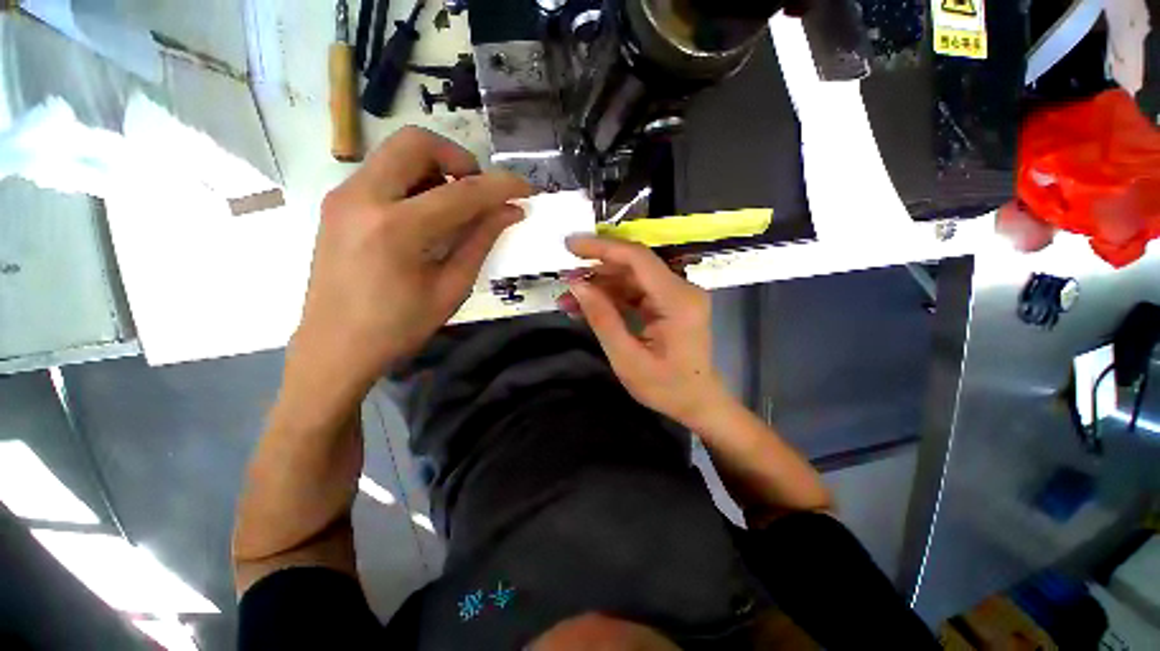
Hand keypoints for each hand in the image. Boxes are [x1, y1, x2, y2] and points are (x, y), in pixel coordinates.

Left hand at [294, 127, 530, 392]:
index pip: (461, 192)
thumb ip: (481, 241)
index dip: (500, 186)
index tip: (525, 187)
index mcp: (396, 229)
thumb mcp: (451, 288)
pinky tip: (426, 214)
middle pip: (416, 142)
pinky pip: (383, 172)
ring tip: (454, 207)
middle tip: (477, 192)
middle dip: (458, 159)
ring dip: (435, 168)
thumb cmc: (398, 327)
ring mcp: (344, 196)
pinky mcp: (338, 202)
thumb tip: (511, 210)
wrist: (334, 347)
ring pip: (396, 152)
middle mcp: (362, 197)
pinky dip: (414, 180)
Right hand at [560, 235, 731, 426]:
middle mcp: (681, 289)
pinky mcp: (668, 303)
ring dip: (599, 286)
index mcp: (677, 300)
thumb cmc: (666, 388)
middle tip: (563, 279)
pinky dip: (610, 298)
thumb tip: (577, 285)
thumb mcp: (627, 359)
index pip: (637, 258)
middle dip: (595, 270)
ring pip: (630, 279)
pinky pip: (635, 292)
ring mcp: (676, 295)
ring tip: (568, 300)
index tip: (569, 245)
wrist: (697, 402)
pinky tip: (586, 307)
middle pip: (633, 266)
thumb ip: (602, 319)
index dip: (602, 248)